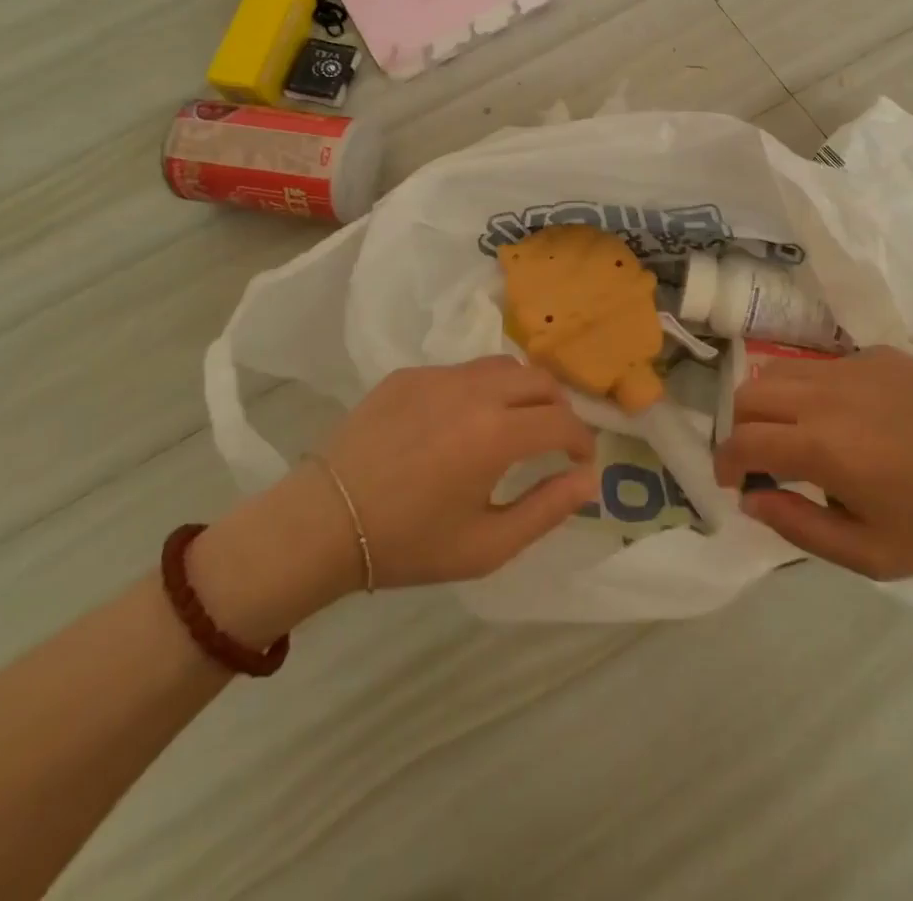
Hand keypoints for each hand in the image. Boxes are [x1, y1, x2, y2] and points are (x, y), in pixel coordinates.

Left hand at [315, 357, 597, 587]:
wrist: (324, 522)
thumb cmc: (409, 543)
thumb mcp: (487, 545)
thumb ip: (547, 509)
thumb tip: (588, 479)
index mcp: (497, 435)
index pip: (563, 422)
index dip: (582, 441)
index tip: (580, 461)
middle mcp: (474, 392)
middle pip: (540, 380)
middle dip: (559, 408)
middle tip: (554, 439)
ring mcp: (438, 376)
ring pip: (502, 366)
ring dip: (522, 391)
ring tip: (513, 423)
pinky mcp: (409, 374)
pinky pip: (461, 371)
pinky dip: (479, 390)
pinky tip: (459, 423)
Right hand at [711, 346, 912, 579]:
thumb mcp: (873, 554)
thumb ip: (800, 528)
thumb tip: (752, 500)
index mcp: (821, 446)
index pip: (743, 441)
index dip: (725, 462)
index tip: (733, 482)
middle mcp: (824, 395)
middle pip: (749, 395)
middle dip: (740, 429)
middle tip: (762, 460)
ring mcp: (851, 366)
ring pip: (779, 370)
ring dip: (769, 402)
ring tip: (792, 433)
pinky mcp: (876, 354)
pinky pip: (822, 365)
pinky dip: (811, 389)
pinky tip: (844, 417)